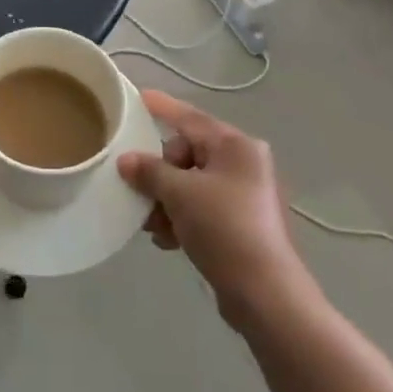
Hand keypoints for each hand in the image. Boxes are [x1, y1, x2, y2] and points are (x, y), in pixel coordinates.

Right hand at [119, 91, 305, 325]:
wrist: (265, 294)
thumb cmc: (224, 228)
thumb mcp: (179, 194)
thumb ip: (150, 171)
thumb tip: (127, 160)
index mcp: (236, 146)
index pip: (189, 118)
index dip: (162, 107)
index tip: (138, 97)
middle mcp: (244, 163)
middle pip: (187, 153)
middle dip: (160, 174)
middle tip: (143, 194)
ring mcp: (245, 194)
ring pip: (191, 184)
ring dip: (167, 201)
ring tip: (152, 226)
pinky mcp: (242, 223)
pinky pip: (201, 208)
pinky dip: (182, 218)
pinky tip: (168, 240)